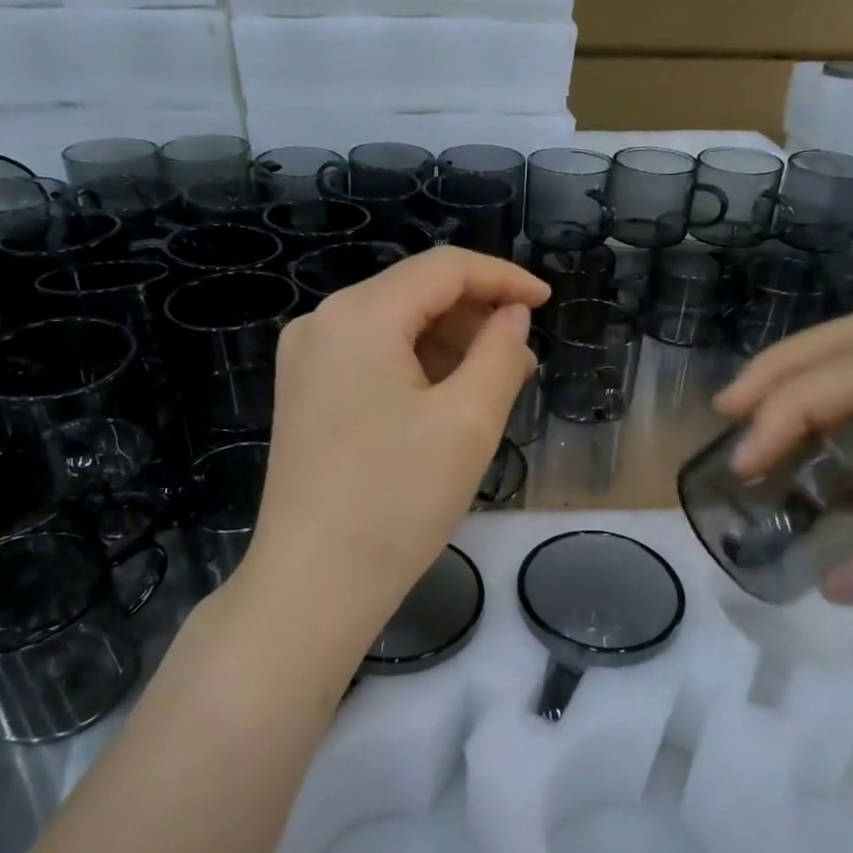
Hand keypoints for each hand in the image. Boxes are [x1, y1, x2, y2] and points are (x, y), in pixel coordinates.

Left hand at [240, 248, 548, 645]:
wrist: (314, 583)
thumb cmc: (398, 499)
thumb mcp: (468, 421)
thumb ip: (500, 352)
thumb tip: (512, 315)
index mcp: (359, 315)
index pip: (444, 269)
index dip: (503, 278)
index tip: (548, 303)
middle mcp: (322, 323)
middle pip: (414, 294)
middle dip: (476, 317)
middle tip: (525, 359)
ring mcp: (305, 361)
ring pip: (394, 328)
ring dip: (449, 345)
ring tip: (495, 384)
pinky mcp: (304, 395)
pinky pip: (371, 359)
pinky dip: (416, 369)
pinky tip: (448, 401)